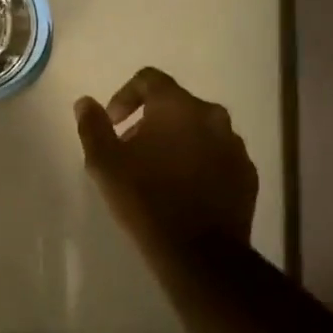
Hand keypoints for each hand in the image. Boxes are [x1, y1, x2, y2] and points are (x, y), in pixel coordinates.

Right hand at [75, 68, 256, 263]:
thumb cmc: (146, 199)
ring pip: (199, 130)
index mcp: (177, 106)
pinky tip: (184, 191)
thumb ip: (93, 126)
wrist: (199, 253)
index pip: (149, 79)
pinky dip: (199, 163)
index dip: (125, 96)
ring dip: (177, 142)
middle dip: (150, 122)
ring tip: (158, 173)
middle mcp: (212, 116)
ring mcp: (234, 145)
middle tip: (131, 151)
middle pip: (175, 105)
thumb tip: (85, 102)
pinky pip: (218, 156)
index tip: (114, 125)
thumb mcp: (104, 163)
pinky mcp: (247, 174)